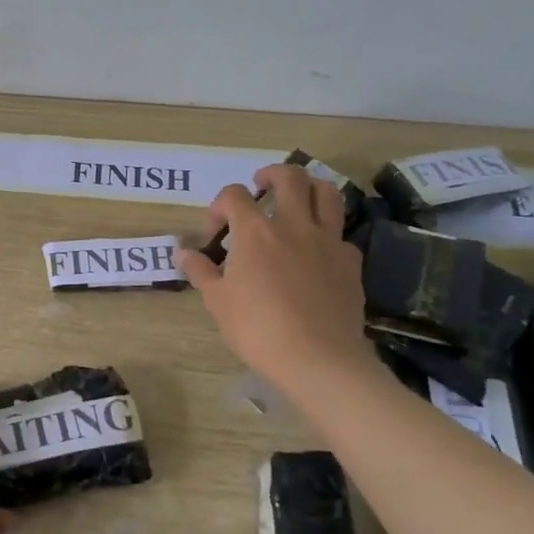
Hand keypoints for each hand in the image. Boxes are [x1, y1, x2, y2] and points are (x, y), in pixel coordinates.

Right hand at [177, 165, 377, 398]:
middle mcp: (294, 225)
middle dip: (272, 174)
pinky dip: (327, 232)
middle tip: (261, 186)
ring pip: (327, 193)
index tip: (215, 230)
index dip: (220, 205)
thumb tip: (182, 252)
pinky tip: (317, 251)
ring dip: (309, 188)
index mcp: (255, 231)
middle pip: (290, 177)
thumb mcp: (217, 301)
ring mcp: (328, 241)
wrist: (317, 358)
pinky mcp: (351, 262)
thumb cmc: (256, 328)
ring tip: (297, 200)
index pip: (235, 195)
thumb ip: (200, 270)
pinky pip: (340, 233)